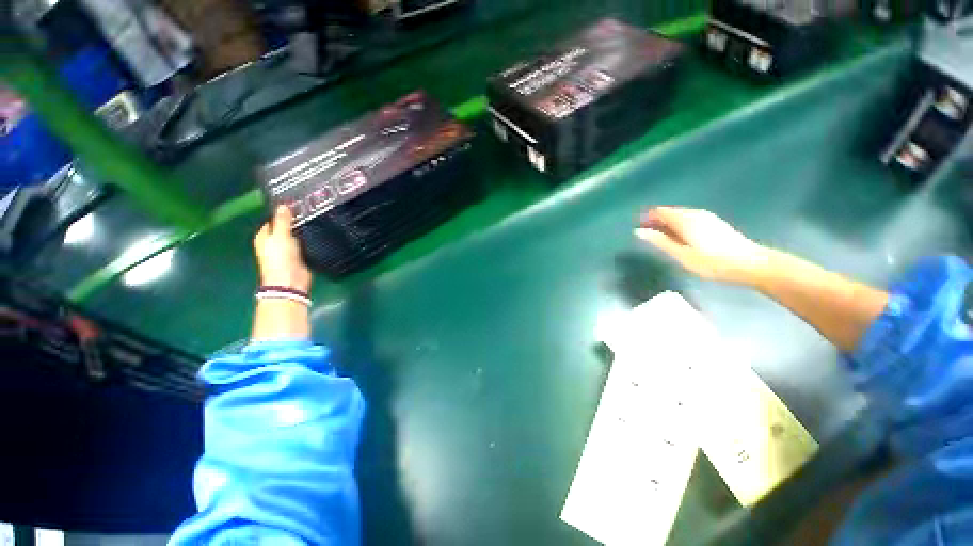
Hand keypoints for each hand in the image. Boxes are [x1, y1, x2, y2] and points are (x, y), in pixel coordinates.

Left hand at [253, 206, 311, 292]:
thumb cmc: (280, 258)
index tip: (296, 204)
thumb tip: (283, 205)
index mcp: (264, 236)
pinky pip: (304, 244)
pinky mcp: (299, 256)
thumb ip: (282, 221)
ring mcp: (287, 250)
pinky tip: (317, 233)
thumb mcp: (280, 236)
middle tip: (309, 210)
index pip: (272, 219)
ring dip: (303, 229)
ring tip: (315, 218)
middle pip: (285, 227)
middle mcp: (274, 242)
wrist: (290, 281)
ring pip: (295, 235)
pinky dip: (309, 239)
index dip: (282, 212)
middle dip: (294, 220)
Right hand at [635, 207, 767, 284]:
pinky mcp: (714, 223)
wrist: (751, 264)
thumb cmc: (712, 262)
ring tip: (658, 235)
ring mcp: (707, 217)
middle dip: (656, 219)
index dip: (647, 217)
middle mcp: (695, 214)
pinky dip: (678, 224)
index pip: (660, 212)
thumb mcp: (681, 255)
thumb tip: (639, 231)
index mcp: (685, 220)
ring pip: (680, 215)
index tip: (637, 225)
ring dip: (667, 222)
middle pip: (670, 212)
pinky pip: (689, 218)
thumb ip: (660, 241)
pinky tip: (678, 235)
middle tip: (645, 232)